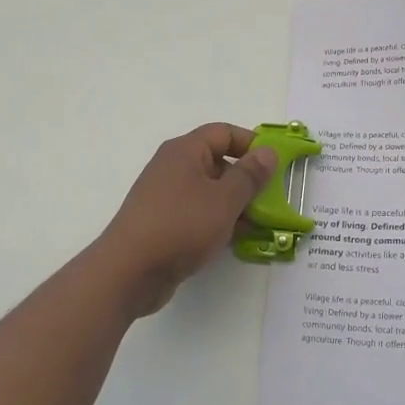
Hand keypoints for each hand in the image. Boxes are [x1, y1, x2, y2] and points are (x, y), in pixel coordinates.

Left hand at [92, 124, 278, 316]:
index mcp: (185, 151)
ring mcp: (167, 197)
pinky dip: (219, 222)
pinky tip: (238, 240)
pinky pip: (199, 214)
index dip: (251, 144)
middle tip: (274, 200)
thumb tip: (268, 152)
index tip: (276, 165)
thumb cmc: (180, 226)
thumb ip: (249, 175)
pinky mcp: (165, 223)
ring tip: (262, 224)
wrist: (129, 272)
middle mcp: (174, 167)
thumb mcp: (224, 199)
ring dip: (237, 205)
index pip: (224, 133)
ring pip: (210, 191)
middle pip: (218, 162)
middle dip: (247, 180)